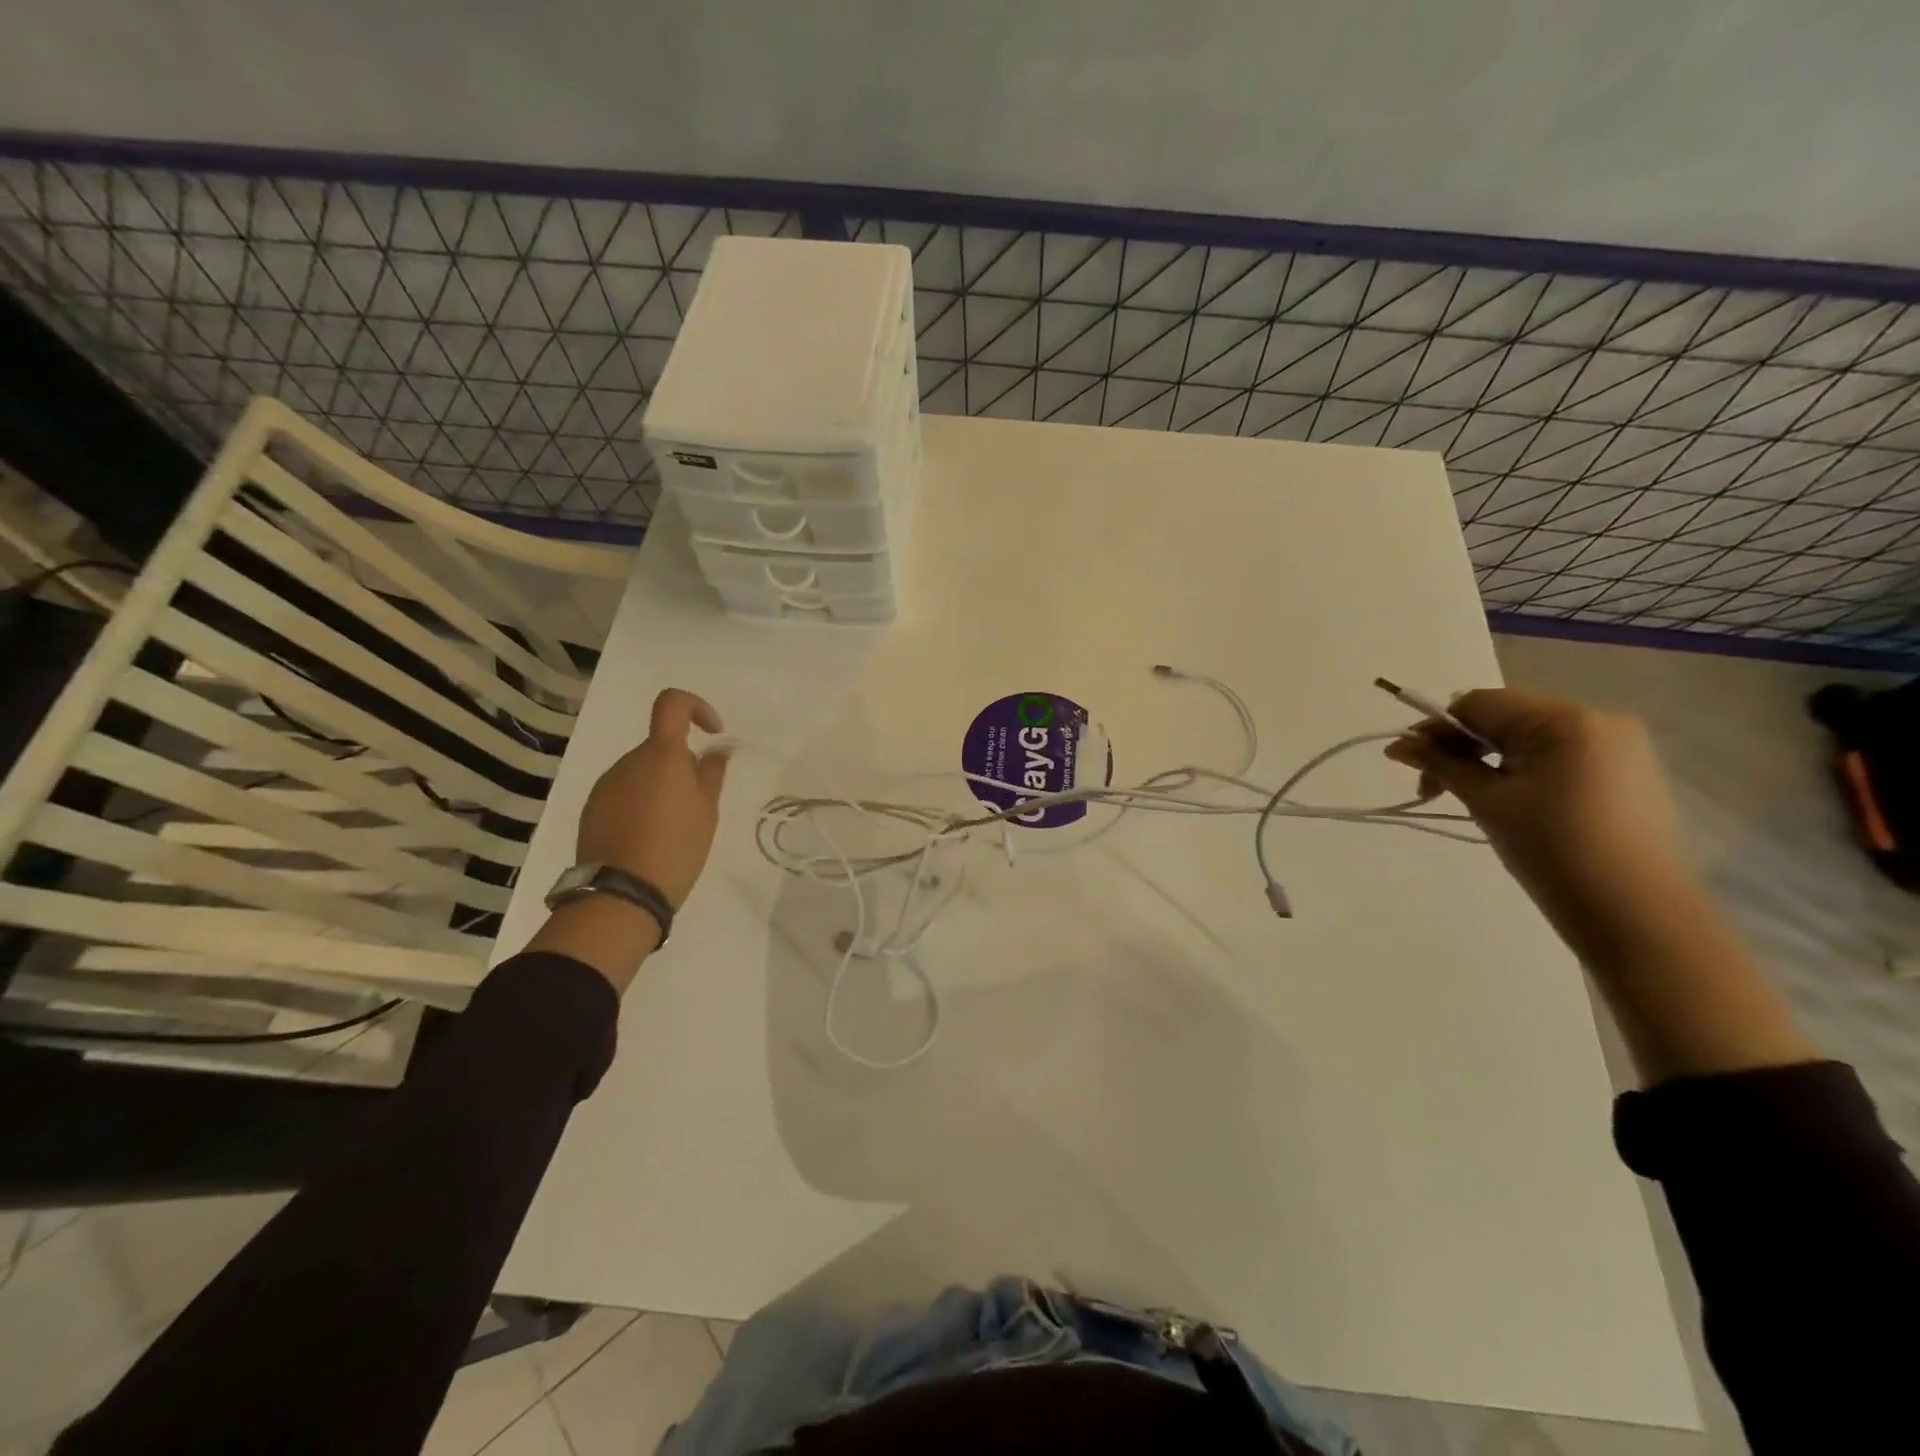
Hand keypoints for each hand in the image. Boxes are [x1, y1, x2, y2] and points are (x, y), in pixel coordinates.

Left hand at [575, 688, 731, 908]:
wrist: (622, 893)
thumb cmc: (676, 847)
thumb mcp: (707, 811)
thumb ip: (711, 774)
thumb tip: (715, 750)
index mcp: (661, 755)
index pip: (673, 703)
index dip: (696, 707)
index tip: (712, 733)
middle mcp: (629, 761)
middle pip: (660, 747)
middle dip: (682, 765)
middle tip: (698, 804)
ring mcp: (606, 785)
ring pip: (642, 772)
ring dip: (660, 787)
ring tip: (673, 827)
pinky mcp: (592, 809)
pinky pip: (624, 793)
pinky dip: (640, 804)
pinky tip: (648, 837)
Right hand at [1389, 688, 1816, 1081]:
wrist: (1635, 914)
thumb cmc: (1553, 850)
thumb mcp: (1486, 801)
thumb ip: (1441, 765)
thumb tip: (1398, 745)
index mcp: (1565, 719)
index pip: (1479, 704)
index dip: (1436, 728)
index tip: (1407, 762)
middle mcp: (1597, 720)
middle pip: (1505, 718)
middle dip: (1461, 747)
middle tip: (1431, 788)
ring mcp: (1618, 748)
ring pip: (1528, 739)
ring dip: (1488, 761)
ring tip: (1467, 798)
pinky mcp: (1625, 775)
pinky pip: (1556, 757)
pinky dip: (1521, 772)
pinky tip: (1508, 803)